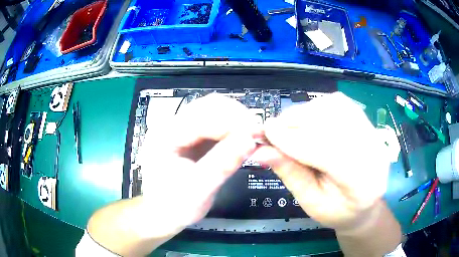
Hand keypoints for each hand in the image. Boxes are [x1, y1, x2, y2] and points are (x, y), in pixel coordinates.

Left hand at [137, 94, 260, 237]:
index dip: (232, 122)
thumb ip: (222, 165)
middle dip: (236, 117)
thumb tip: (250, 141)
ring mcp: (182, 129)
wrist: (163, 213)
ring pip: (214, 111)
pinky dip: (233, 129)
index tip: (257, 133)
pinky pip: (216, 124)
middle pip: (209, 106)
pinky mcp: (192, 136)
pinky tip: (243, 140)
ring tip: (253, 137)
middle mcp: (172, 125)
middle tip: (258, 134)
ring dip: (237, 121)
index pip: (202, 117)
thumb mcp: (198, 190)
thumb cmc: (174, 205)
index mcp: (165, 135)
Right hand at [251, 92, 389, 231]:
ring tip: (288, 128)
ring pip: (332, 107)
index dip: (292, 140)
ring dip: (303, 114)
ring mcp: (371, 130)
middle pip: (329, 124)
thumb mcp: (311, 202)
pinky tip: (306, 121)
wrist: (366, 200)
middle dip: (294, 124)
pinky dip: (315, 108)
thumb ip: (290, 174)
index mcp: (361, 181)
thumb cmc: (338, 210)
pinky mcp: (365, 119)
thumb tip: (261, 152)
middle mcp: (372, 148)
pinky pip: (336, 102)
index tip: (264, 135)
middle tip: (272, 131)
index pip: (326, 151)